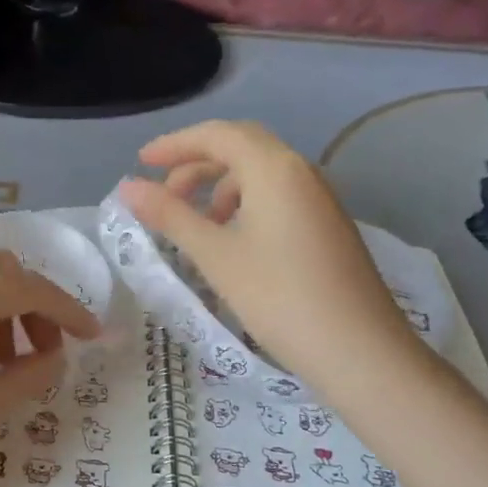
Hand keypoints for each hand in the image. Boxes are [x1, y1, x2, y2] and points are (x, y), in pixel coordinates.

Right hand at [119, 120, 427, 404]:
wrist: (360, 351)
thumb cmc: (279, 298)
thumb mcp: (215, 255)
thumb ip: (170, 215)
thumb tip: (127, 187)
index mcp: (274, 168)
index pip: (217, 135)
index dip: (175, 144)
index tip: (140, 162)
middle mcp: (301, 171)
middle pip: (241, 145)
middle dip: (197, 160)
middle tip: (163, 190)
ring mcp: (320, 197)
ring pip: (261, 170)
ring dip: (220, 182)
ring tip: (194, 219)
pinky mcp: (328, 223)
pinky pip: (278, 193)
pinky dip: (245, 200)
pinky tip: (231, 237)